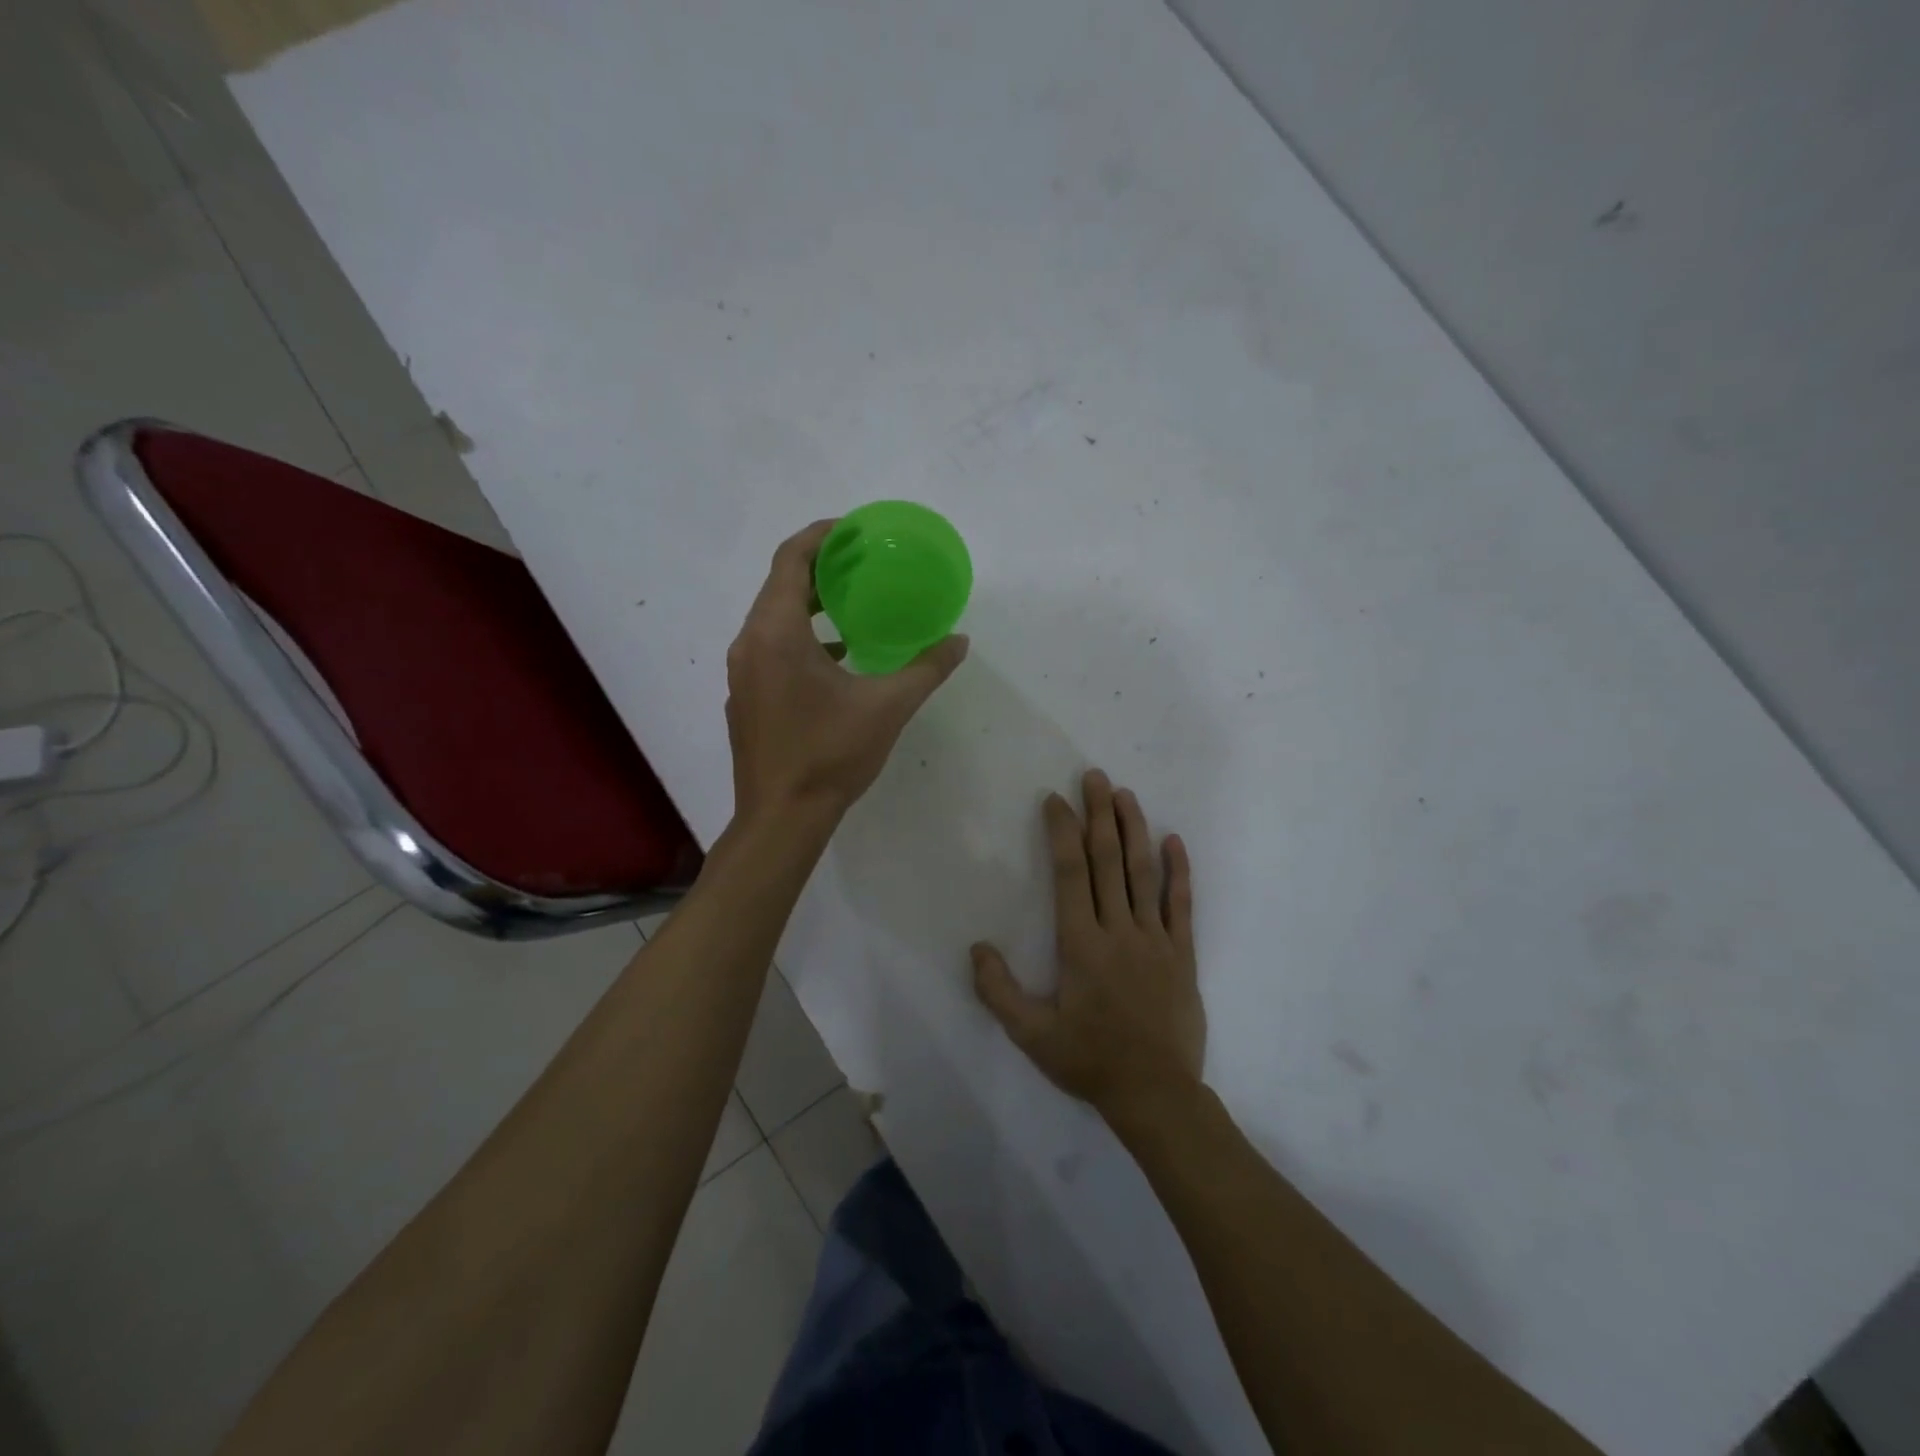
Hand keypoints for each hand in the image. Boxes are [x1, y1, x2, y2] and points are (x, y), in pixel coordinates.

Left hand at [726, 520, 968, 823]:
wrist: (781, 817)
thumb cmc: (831, 755)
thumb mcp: (888, 707)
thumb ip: (926, 668)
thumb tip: (960, 641)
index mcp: (776, 633)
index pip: (791, 560)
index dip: (821, 535)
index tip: (854, 529)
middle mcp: (749, 643)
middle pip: (779, 585)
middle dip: (819, 567)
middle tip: (860, 562)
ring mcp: (742, 673)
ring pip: (772, 619)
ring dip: (808, 604)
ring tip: (851, 603)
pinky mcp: (745, 698)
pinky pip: (769, 648)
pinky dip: (800, 638)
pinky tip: (837, 656)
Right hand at [971, 769, 1202, 1118]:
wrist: (1156, 1094)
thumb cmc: (1089, 1061)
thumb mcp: (1032, 1035)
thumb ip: (999, 991)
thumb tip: (977, 947)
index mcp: (1081, 944)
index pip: (1070, 873)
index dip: (1062, 832)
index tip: (1056, 800)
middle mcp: (1118, 930)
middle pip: (1108, 861)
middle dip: (1099, 815)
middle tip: (1094, 776)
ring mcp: (1155, 939)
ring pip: (1143, 873)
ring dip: (1133, 830)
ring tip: (1125, 795)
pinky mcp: (1182, 954)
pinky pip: (1181, 904)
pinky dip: (1178, 871)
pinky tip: (1174, 841)